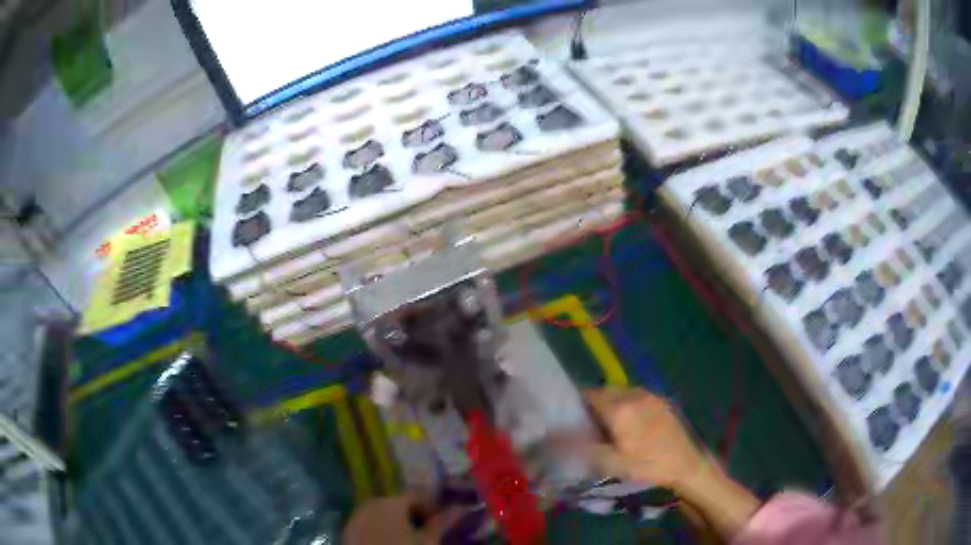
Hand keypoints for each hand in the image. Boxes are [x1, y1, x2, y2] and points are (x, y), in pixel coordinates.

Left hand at [343, 492, 463, 544]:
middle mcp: (370, 503)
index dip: (433, 504)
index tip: (443, 518)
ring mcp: (355, 517)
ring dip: (398, 519)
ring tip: (411, 535)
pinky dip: (381, 526)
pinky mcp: (348, 531)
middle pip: (397, 501)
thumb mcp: (427, 542)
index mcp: (390, 501)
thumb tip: (460, 507)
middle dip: (414, 512)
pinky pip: (368, 522)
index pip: (416, 492)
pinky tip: (391, 539)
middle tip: (428, 528)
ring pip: (382, 511)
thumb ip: (441, 523)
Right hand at [584, 386, 708, 488]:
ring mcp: (650, 395)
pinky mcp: (661, 399)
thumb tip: (553, 437)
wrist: (685, 464)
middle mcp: (633, 394)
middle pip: (605, 391)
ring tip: (611, 426)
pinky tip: (632, 424)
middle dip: (595, 404)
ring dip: (611, 403)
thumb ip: (581, 448)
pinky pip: (636, 395)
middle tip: (592, 427)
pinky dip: (627, 404)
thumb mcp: (611, 463)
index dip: (578, 405)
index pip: (589, 394)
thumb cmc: (646, 465)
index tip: (574, 420)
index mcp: (619, 408)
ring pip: (621, 391)